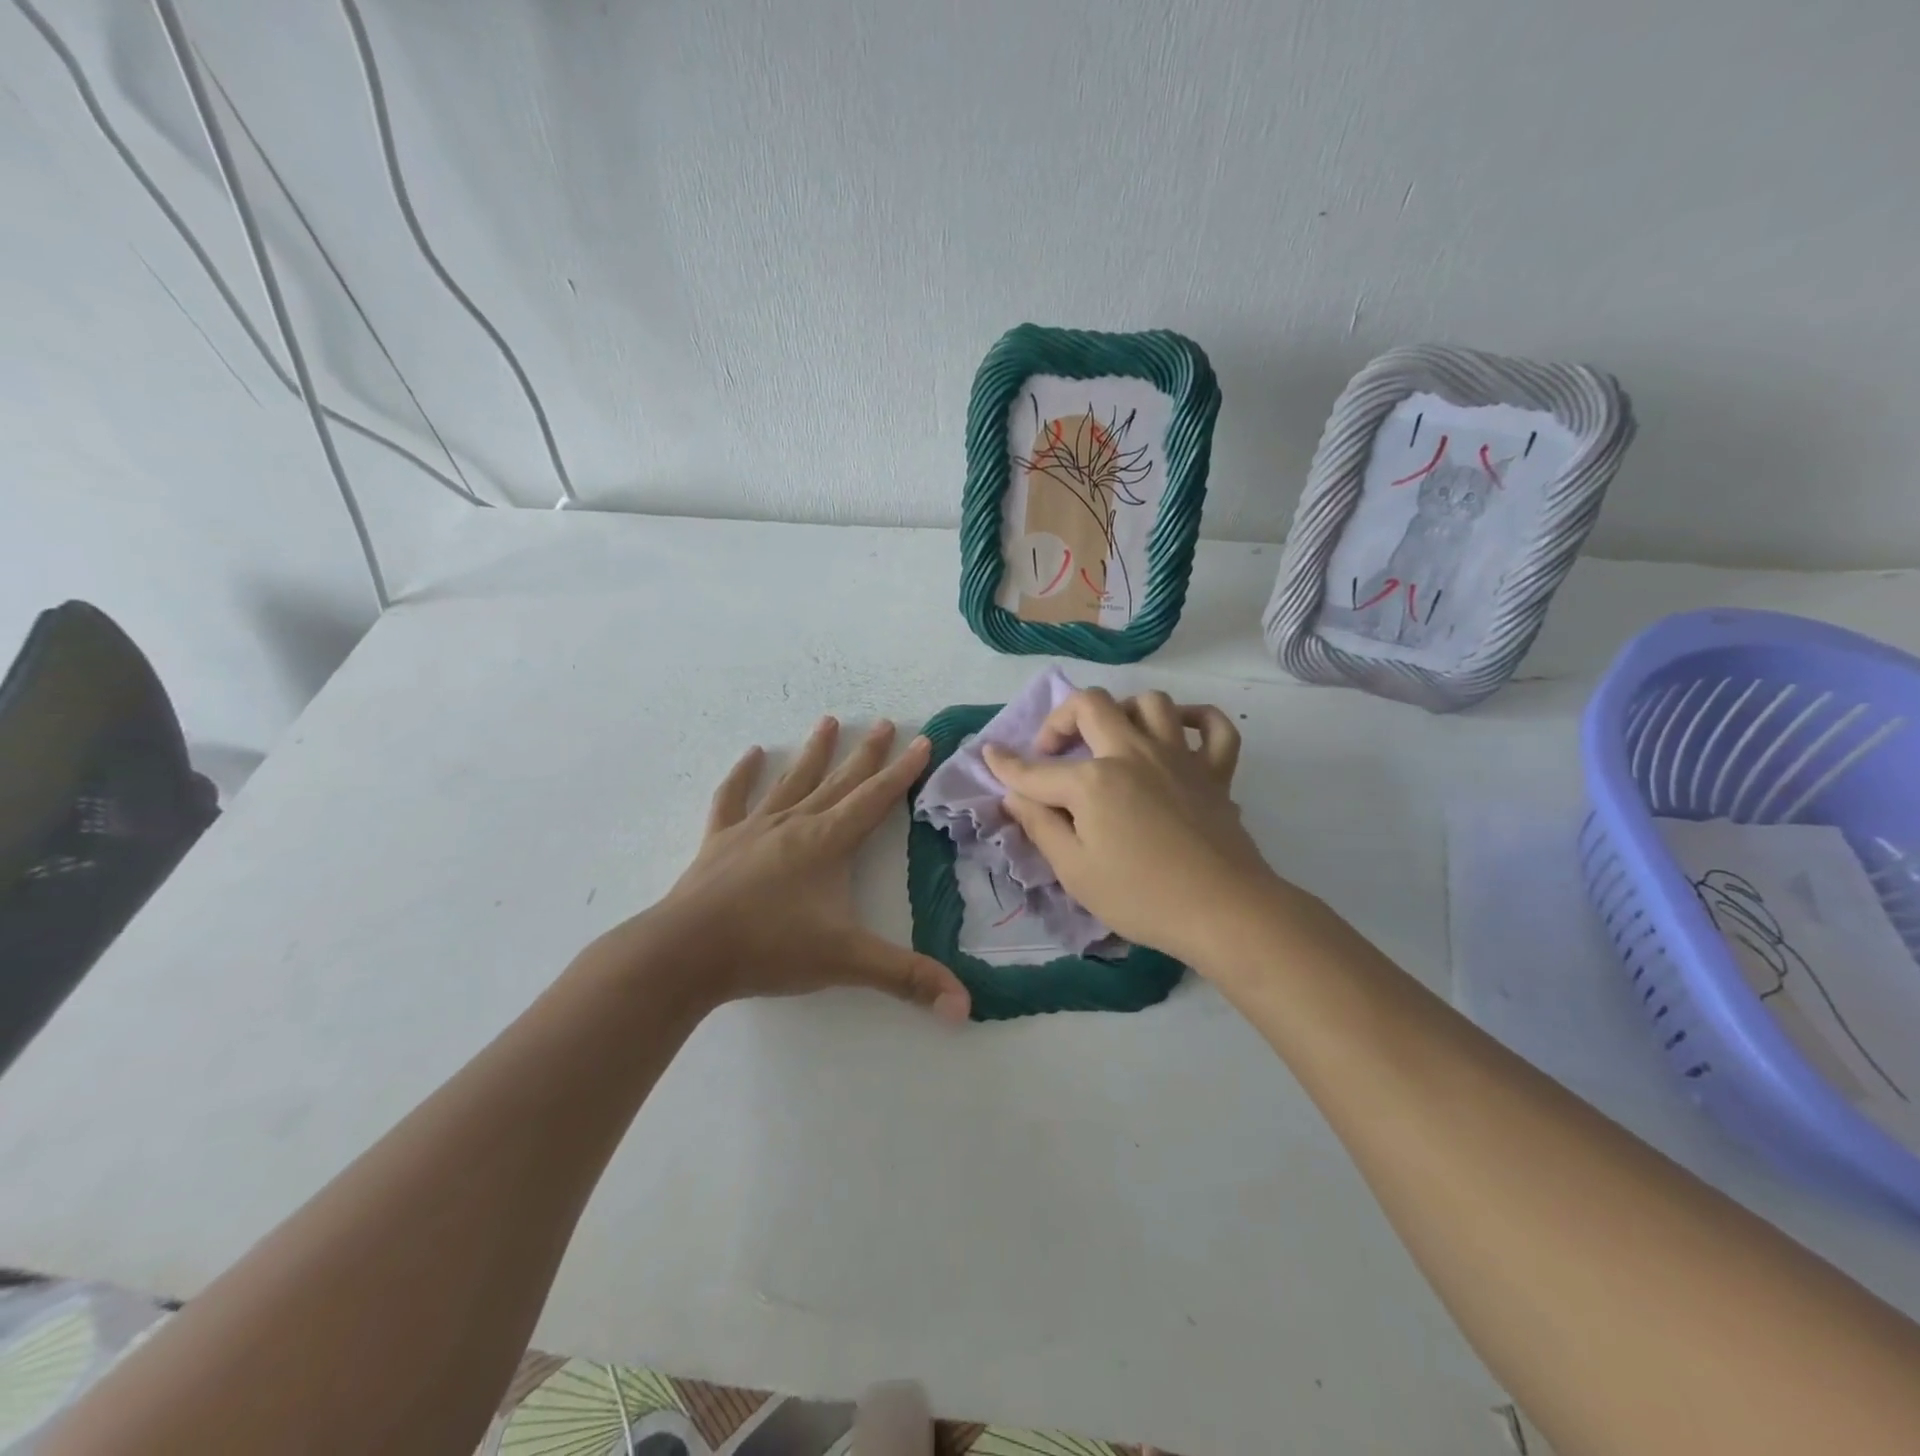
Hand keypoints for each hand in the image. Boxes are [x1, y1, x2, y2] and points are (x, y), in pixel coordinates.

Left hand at [633, 716, 970, 1020]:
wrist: (685, 953)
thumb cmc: (770, 948)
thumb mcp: (846, 962)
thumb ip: (907, 979)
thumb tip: (965, 1006)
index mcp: (828, 842)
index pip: (875, 799)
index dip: (902, 771)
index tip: (922, 740)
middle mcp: (795, 824)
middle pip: (839, 781)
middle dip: (865, 753)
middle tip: (884, 722)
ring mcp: (754, 829)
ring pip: (791, 781)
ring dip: (813, 752)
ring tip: (828, 721)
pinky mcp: (719, 842)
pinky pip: (732, 799)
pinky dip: (742, 776)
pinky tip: (751, 754)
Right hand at [982, 688, 1277, 967]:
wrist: (1223, 911)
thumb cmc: (1140, 897)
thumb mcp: (1074, 871)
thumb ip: (1040, 826)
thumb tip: (1014, 796)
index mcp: (1093, 781)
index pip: (1037, 770)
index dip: (1006, 764)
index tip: (989, 754)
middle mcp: (1132, 753)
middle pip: (1091, 705)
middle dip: (1060, 719)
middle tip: (1053, 751)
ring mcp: (1178, 757)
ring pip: (1151, 702)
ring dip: (1123, 712)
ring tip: (1112, 739)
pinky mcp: (1215, 771)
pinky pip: (1213, 727)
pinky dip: (1196, 719)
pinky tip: (1178, 731)